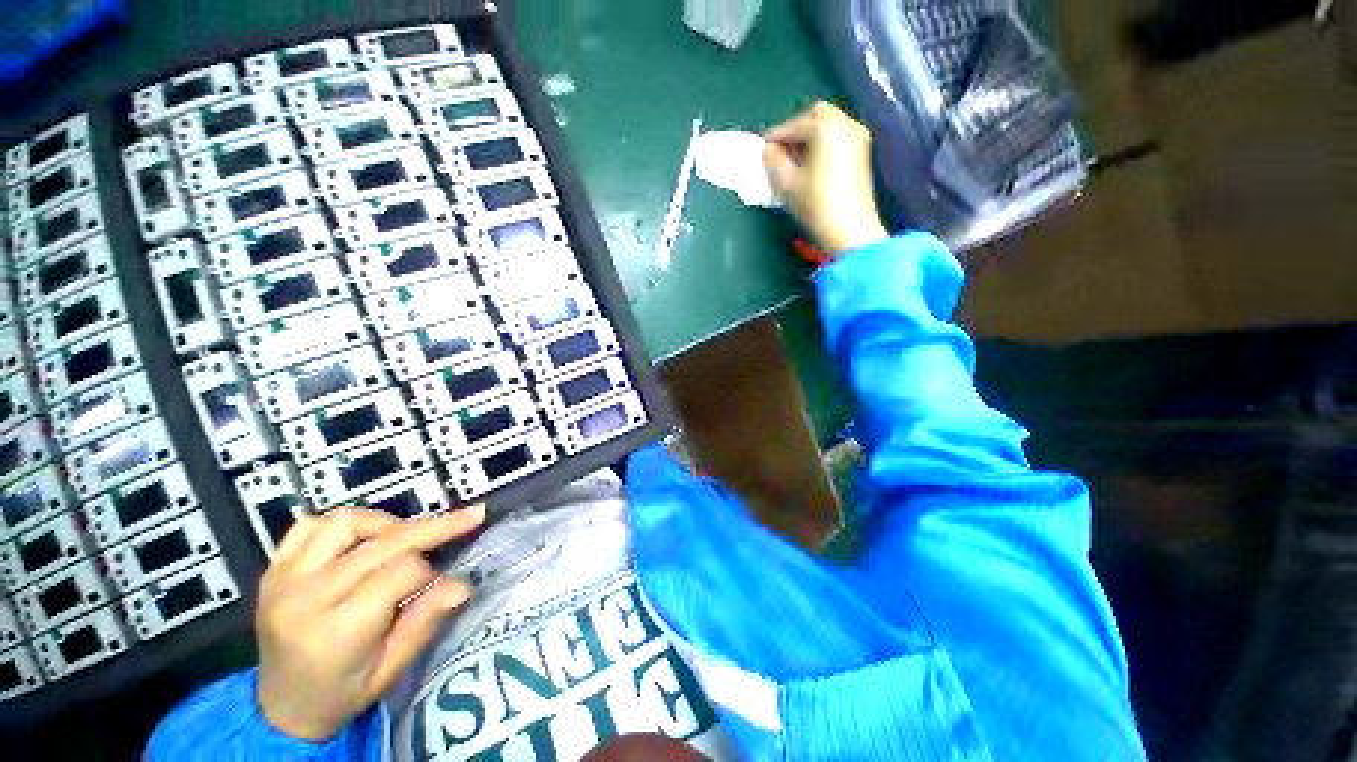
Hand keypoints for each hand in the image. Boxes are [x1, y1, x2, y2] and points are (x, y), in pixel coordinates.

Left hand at [255, 506, 484, 741]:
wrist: (280, 708)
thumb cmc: (342, 693)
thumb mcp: (390, 671)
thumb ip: (424, 623)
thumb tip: (464, 585)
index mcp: (337, 630)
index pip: (401, 572)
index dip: (431, 572)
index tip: (441, 583)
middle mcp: (307, 597)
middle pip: (382, 542)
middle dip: (432, 527)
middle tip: (469, 517)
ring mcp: (284, 578)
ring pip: (347, 523)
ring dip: (387, 524)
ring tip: (405, 539)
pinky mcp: (273, 569)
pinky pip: (309, 525)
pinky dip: (342, 524)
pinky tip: (361, 538)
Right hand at [763, 102, 888, 257]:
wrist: (850, 229)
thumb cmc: (816, 205)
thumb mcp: (787, 184)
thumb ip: (774, 161)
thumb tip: (768, 149)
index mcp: (825, 128)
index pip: (794, 125)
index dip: (776, 136)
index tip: (763, 148)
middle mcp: (845, 124)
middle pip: (816, 116)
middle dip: (796, 129)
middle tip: (780, 149)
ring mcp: (857, 137)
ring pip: (829, 125)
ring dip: (810, 136)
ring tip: (794, 158)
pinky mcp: (862, 152)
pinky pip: (838, 136)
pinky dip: (823, 143)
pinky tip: (811, 163)